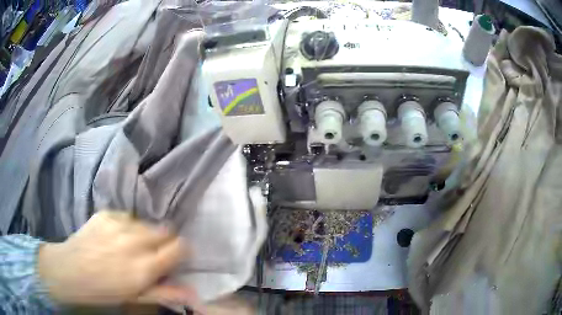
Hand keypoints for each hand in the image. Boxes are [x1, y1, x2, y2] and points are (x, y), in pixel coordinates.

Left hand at [37, 211, 192, 305]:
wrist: (70, 270)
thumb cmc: (104, 291)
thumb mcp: (136, 298)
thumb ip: (165, 292)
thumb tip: (193, 292)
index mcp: (145, 267)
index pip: (179, 247)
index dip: (180, 251)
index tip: (175, 257)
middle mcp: (135, 242)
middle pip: (165, 230)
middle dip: (165, 241)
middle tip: (153, 252)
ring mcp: (119, 224)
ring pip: (147, 223)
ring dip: (145, 234)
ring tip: (131, 245)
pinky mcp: (106, 214)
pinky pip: (128, 217)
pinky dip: (128, 226)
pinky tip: (116, 237)